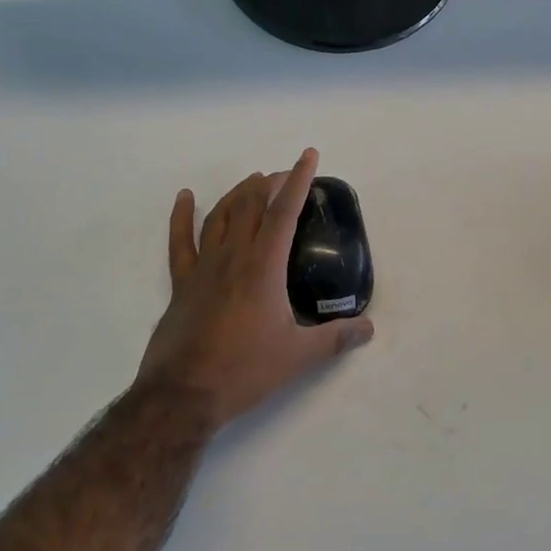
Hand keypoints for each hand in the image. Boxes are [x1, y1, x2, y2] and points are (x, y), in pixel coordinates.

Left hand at [137, 148, 374, 428]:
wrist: (183, 395)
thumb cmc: (244, 370)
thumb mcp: (299, 356)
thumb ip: (336, 338)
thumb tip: (369, 328)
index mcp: (264, 265)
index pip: (285, 211)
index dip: (298, 180)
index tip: (308, 156)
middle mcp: (234, 256)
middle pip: (252, 204)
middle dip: (270, 183)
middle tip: (285, 175)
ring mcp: (203, 267)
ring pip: (221, 215)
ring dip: (238, 193)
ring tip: (252, 181)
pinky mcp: (181, 283)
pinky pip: (180, 241)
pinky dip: (182, 215)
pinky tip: (185, 196)